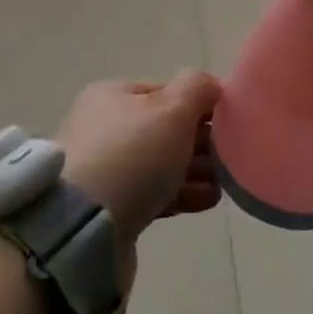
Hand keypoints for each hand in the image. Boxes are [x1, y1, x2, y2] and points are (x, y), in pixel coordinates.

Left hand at [56, 73, 222, 244]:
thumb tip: (210, 85)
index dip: (199, 105)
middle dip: (199, 141)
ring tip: (224, 184)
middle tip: (230, 157)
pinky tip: (207, 200)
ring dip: (194, 170)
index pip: (165, 91)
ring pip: (160, 164)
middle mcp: (104, 127)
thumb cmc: (131, 156)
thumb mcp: (172, 110)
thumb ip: (196, 89)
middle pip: (163, 129)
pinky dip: (181, 193)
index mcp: (113, 96)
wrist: (82, 228)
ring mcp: (104, 169)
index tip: (228, 124)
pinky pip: (153, 193)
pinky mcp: (108, 208)